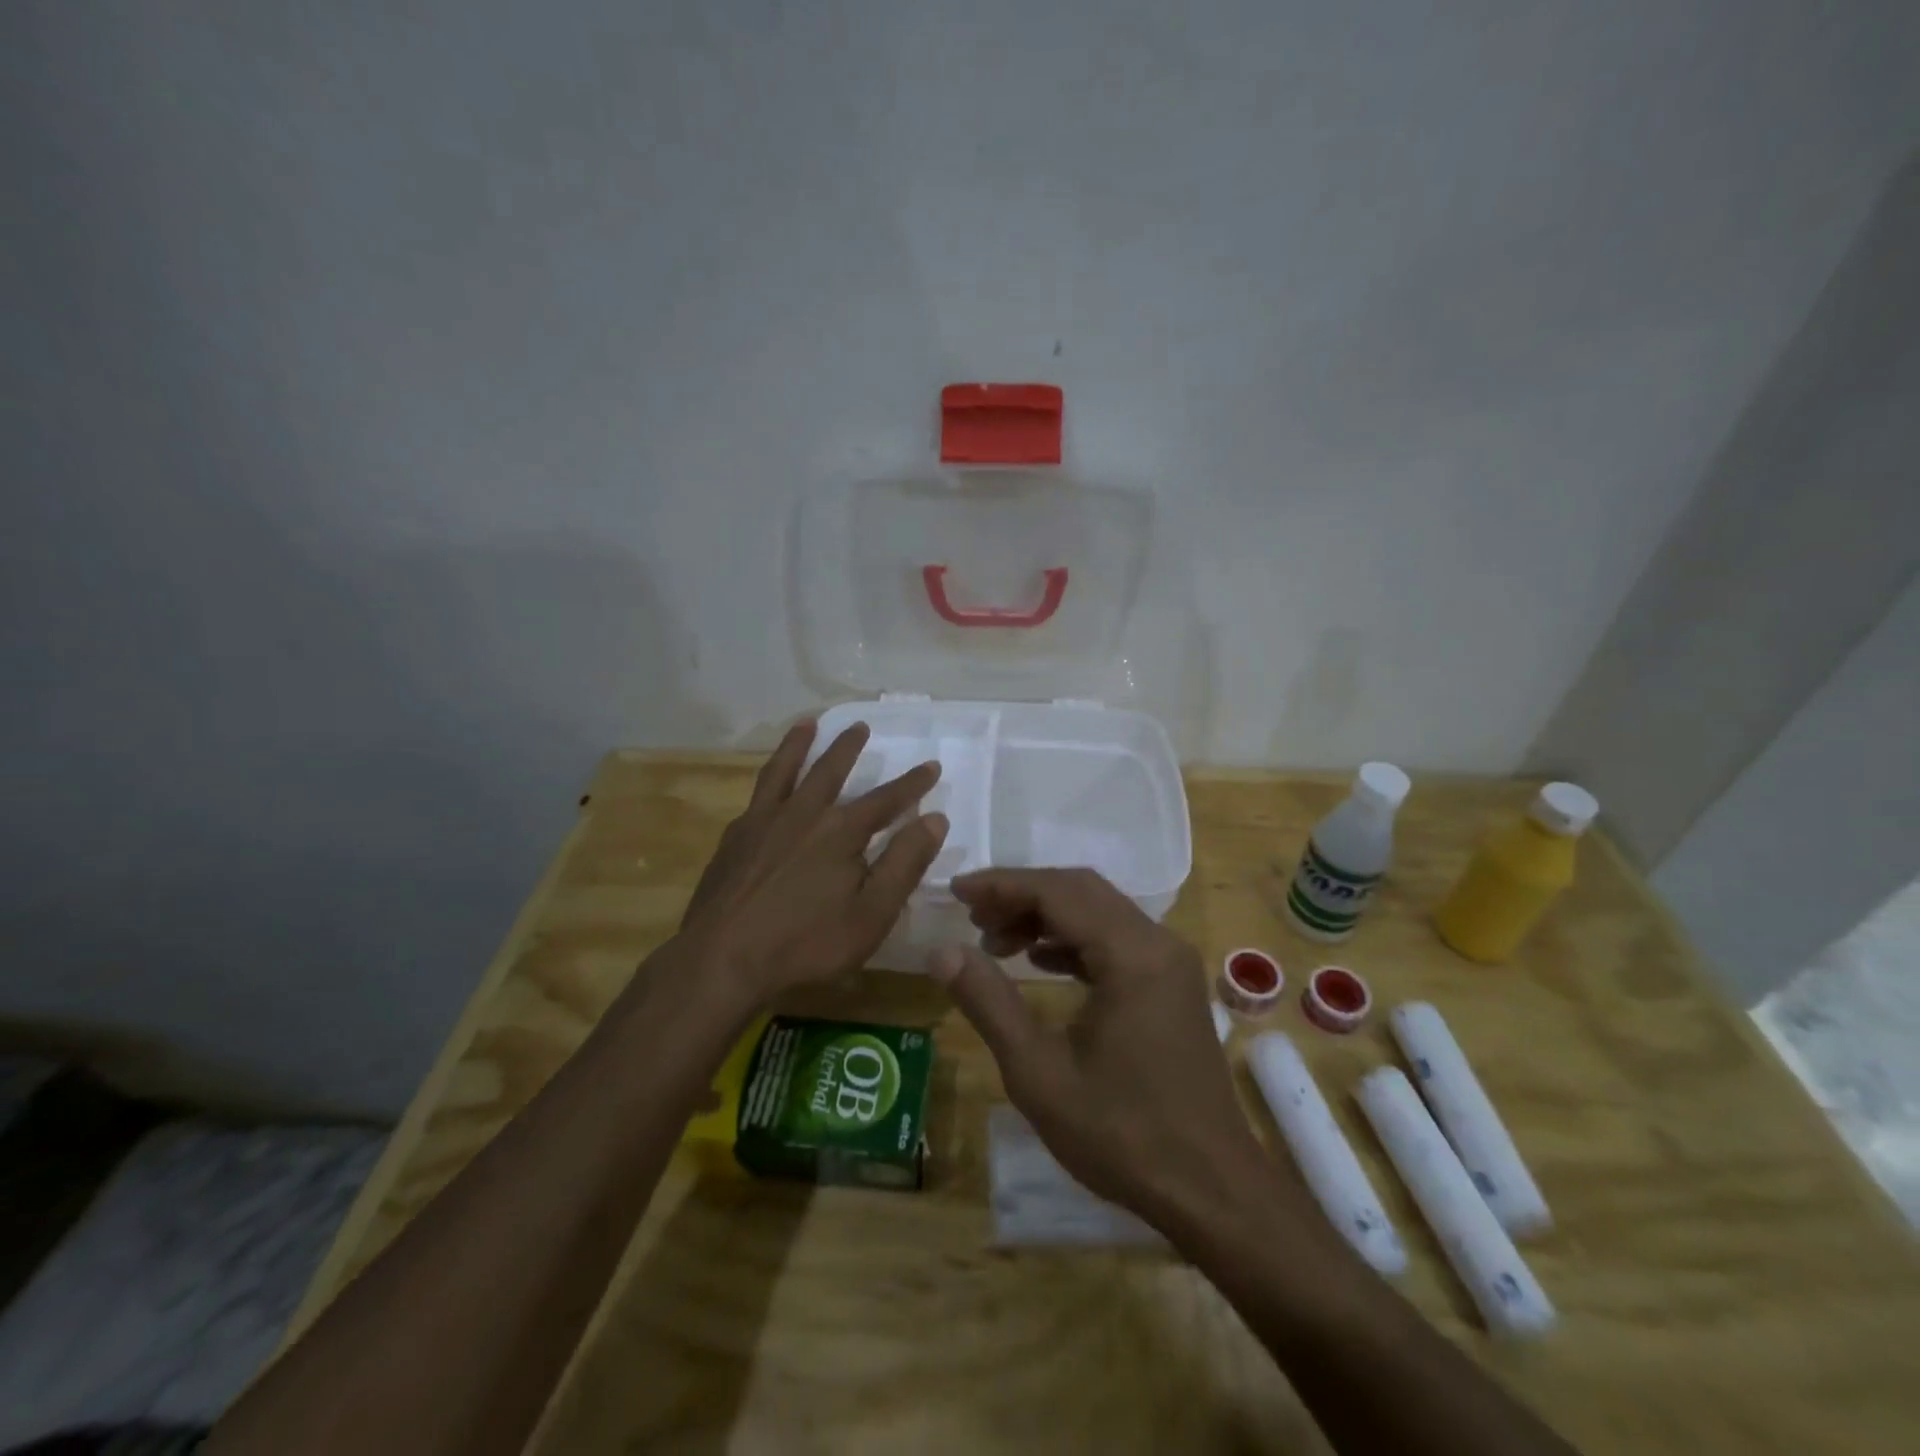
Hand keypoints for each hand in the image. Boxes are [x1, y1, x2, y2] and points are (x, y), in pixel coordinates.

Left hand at [676, 720, 948, 1009]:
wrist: (722, 960)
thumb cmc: (807, 943)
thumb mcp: (872, 913)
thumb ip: (905, 863)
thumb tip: (934, 819)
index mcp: (841, 832)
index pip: (886, 799)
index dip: (912, 783)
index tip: (931, 765)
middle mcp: (802, 814)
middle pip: (830, 770)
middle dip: (848, 747)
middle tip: (859, 725)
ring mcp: (762, 822)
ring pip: (784, 770)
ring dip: (798, 744)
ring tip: (807, 723)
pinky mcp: (734, 839)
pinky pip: (756, 797)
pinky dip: (767, 781)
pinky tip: (767, 788)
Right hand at [929, 868, 1274, 1235]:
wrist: (1212, 1190)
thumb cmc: (1123, 1135)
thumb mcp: (1039, 1074)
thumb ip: (989, 1003)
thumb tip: (942, 952)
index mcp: (1132, 954)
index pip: (1058, 891)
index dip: (1003, 885)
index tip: (958, 892)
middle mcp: (1158, 943)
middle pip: (1080, 891)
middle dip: (1022, 896)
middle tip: (972, 917)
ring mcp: (1170, 962)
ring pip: (1099, 911)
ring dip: (1046, 916)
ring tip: (995, 942)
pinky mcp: (1171, 983)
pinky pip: (1116, 938)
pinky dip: (1073, 939)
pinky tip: (1039, 962)